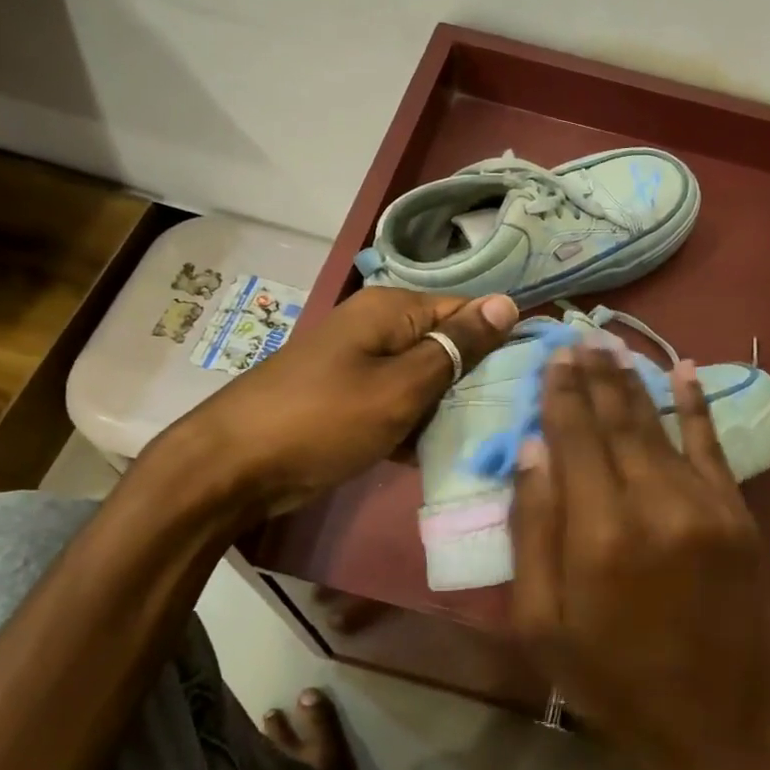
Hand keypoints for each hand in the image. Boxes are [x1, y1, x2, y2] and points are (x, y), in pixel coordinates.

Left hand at [161, 287, 517, 515]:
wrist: (233, 467)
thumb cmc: (324, 420)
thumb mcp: (401, 386)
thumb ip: (456, 347)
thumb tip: (507, 302)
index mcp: (393, 309)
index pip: (470, 311)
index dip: (504, 341)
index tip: (536, 380)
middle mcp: (379, 327)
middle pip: (448, 345)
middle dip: (478, 380)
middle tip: (515, 418)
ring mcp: (361, 364)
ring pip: (426, 379)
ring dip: (450, 407)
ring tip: (488, 439)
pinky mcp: (350, 398)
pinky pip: (399, 403)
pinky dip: (417, 425)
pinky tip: (440, 453)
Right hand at [509, 347, 769, 769]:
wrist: (717, 723)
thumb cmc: (613, 679)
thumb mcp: (542, 624)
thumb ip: (532, 531)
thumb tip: (533, 450)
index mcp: (598, 534)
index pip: (574, 439)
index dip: (562, 395)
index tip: (553, 358)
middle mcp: (654, 504)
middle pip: (618, 421)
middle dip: (596, 375)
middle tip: (580, 336)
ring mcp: (705, 504)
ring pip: (660, 425)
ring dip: (635, 381)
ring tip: (613, 345)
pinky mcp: (738, 514)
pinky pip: (712, 445)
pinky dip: (697, 404)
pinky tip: (685, 369)